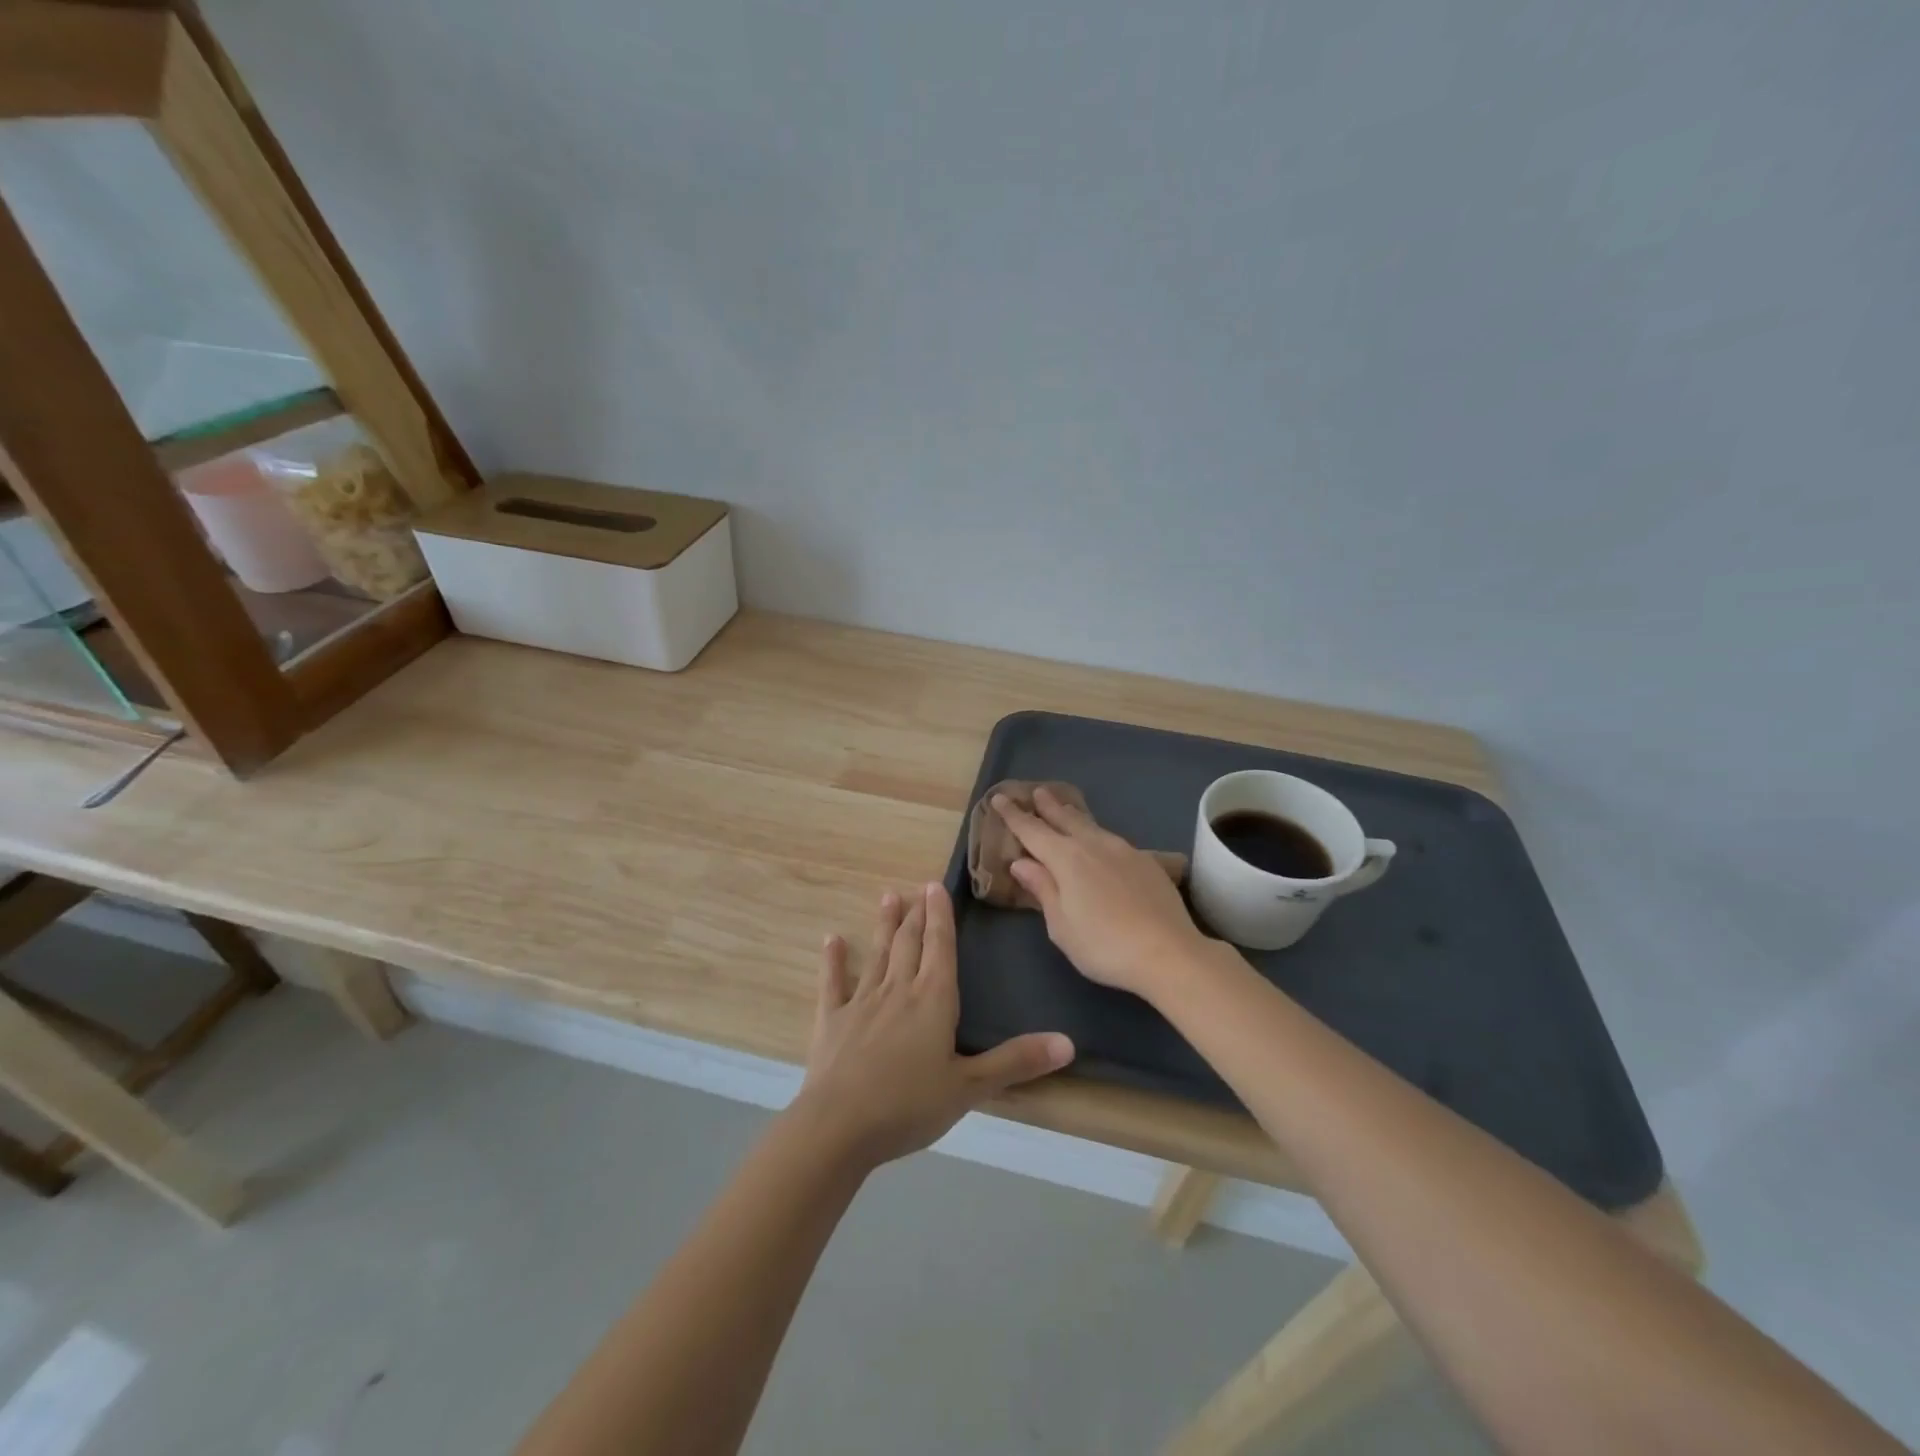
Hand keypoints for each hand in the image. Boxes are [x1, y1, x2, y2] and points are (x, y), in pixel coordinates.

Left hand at [794, 883, 1074, 1167]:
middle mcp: (898, 990)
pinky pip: (834, 983)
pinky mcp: (832, 1021)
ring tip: (888, 897)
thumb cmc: (910, 1105)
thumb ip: (1016, 1062)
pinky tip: (831, 940)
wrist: (839, 1126)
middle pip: (909, 944)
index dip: (940, 916)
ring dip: (884, 926)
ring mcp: (861, 1002)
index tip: (936, 886)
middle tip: (917, 888)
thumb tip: (1068, 1042)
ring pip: (877, 954)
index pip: (940, 947)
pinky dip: (833, 960)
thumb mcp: (970, 1088)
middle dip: (916, 915)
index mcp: (933, 999)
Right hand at [994, 787, 1209, 1000]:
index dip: (1014, 815)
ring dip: (1074, 816)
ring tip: (1066, 810)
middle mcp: (1093, 845)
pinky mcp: (1146, 862)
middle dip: (1048, 806)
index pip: (1032, 831)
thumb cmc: (1103, 945)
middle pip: (1065, 819)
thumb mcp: (1061, 925)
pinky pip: (1113, 840)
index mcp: (1066, 859)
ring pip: (1092, 826)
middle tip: (1038, 792)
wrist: (1168, 952)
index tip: (1000, 798)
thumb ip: (1042, 889)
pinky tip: (1102, 843)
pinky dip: (1098, 835)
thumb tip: (1021, 863)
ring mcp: (1124, 850)